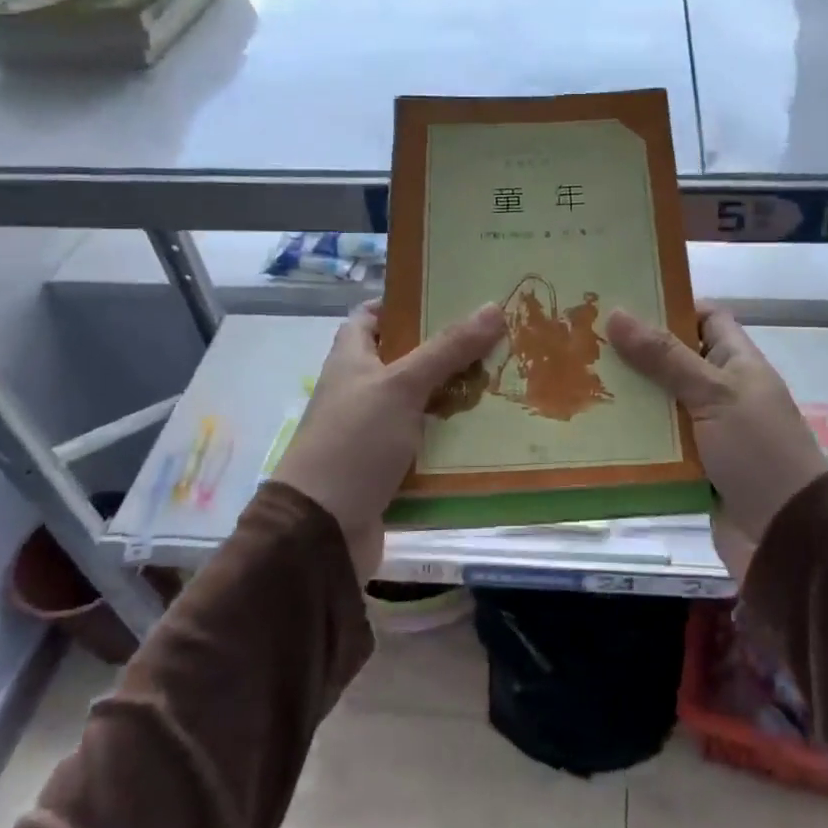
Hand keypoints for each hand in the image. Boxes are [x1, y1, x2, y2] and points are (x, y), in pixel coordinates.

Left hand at [273, 300, 506, 581]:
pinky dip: (453, 437)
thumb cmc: (354, 443)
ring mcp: (374, 431)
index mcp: (351, 360)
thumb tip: (493, 306)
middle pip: (407, 358)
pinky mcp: (390, 467)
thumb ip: (447, 349)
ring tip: (506, 379)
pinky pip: (428, 442)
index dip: (403, 302)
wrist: (322, 531)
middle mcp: (360, 390)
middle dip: (447, 350)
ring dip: (457, 395)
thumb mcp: (401, 386)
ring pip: (422, 402)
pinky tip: (491, 431)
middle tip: (495, 337)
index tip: (448, 295)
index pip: (371, 316)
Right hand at [606, 303, 827, 580]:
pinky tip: (593, 428)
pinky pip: (656, 443)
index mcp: (738, 364)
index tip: (623, 303)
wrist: (787, 536)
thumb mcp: (713, 395)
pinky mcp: (692, 466)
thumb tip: (616, 313)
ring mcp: (706, 430)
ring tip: (575, 380)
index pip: (706, 318)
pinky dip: (632, 438)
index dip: (671, 306)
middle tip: (583, 341)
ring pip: (659, 403)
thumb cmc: (757, 451)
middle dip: (634, 353)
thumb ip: (665, 357)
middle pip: (674, 360)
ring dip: (627, 397)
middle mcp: (722, 391)